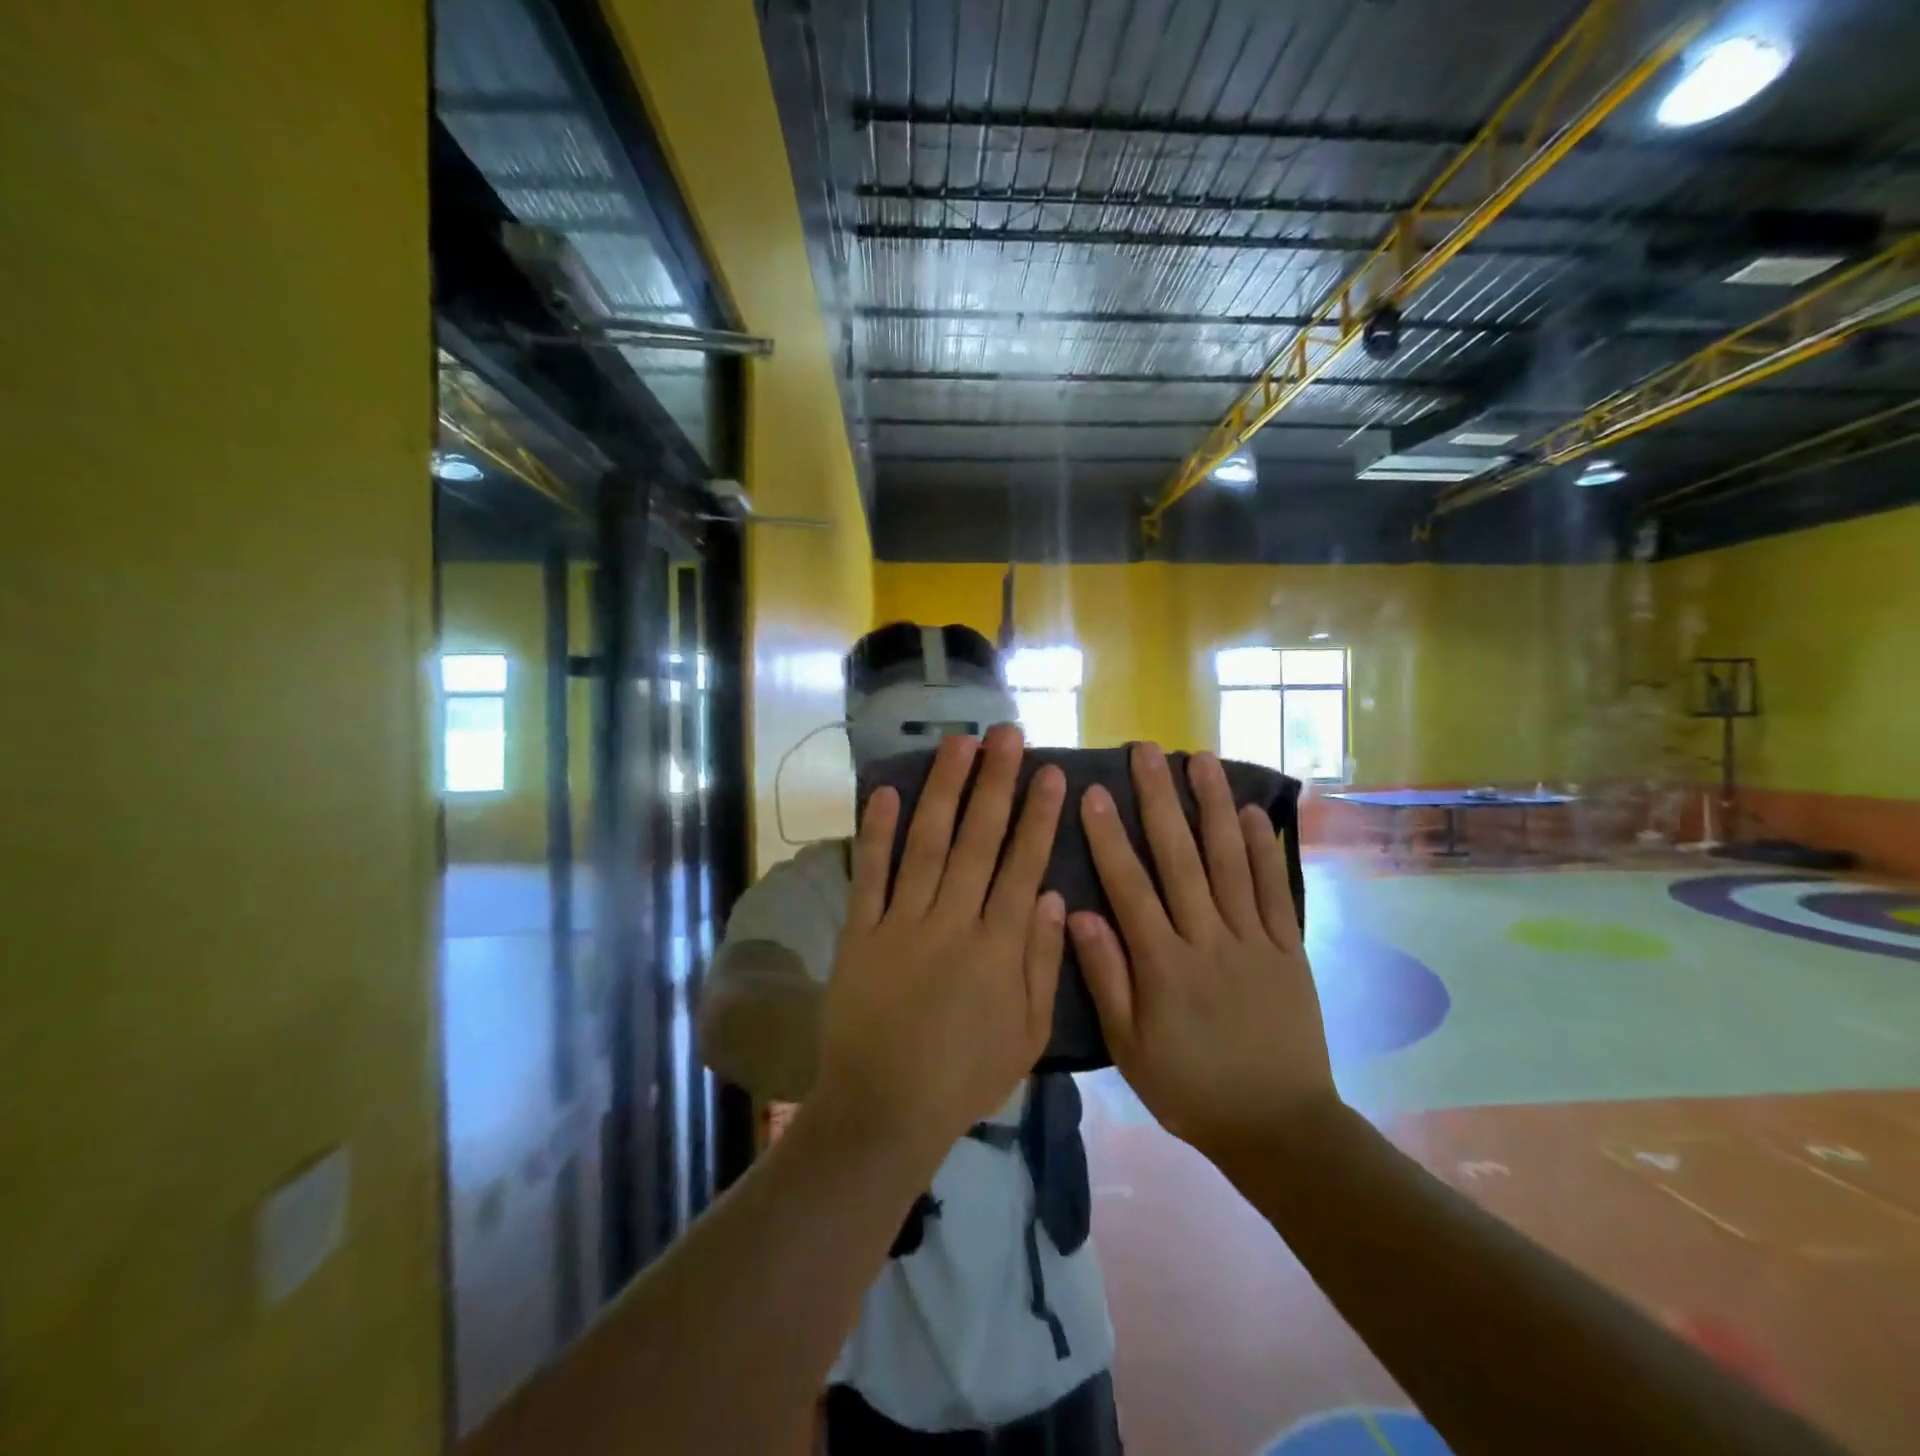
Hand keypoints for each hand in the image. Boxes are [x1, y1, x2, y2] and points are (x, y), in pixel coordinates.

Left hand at [813, 725, 1067, 1165]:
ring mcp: (902, 923)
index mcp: (998, 947)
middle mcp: (953, 921)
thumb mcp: (1026, 1036)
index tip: (1051, 772)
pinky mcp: (861, 932)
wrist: (885, 1109)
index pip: (1023, 865)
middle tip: (1007, 735)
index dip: (1038, 816)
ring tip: (959, 745)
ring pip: (928, 843)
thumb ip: (1042, 964)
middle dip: (996, 783)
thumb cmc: (964, 1077)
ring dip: (944, 790)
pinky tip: (884, 791)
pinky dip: (876, 832)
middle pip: (978, 840)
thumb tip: (1053, 896)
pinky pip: (870, 874)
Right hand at [1070, 743, 1336, 1157]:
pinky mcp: (1287, 949)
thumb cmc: (1190, 1088)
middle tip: (1147, 751)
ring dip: (1214, 806)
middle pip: (1180, 858)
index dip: (1109, 836)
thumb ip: (1106, 977)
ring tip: (1202, 760)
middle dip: (1160, 800)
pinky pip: (1274, 891)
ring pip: (1229, 861)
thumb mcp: (1130, 1047)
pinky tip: (1254, 813)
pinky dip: (1265, 850)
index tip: (1095, 791)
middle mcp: (1207, 939)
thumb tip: (1076, 914)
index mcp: (1163, 964)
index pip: (1129, 886)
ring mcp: (1252, 940)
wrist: (1279, 1127)